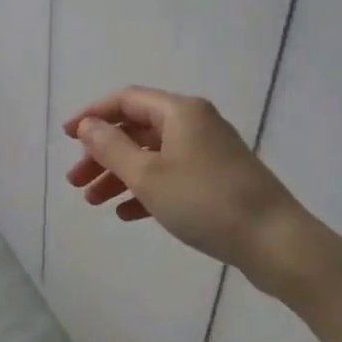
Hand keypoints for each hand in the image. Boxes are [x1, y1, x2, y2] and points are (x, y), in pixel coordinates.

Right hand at [63, 87, 309, 297]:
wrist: (275, 241)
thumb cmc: (205, 202)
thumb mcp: (149, 175)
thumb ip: (112, 148)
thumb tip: (88, 125)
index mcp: (180, 111)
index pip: (126, 100)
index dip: (93, 115)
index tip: (66, 137)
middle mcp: (195, 123)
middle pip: (138, 129)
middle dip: (103, 153)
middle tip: (76, 182)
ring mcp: (209, 152)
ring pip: (153, 156)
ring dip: (121, 175)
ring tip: (93, 202)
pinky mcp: (217, 180)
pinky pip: (172, 176)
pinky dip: (147, 190)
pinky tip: (127, 214)